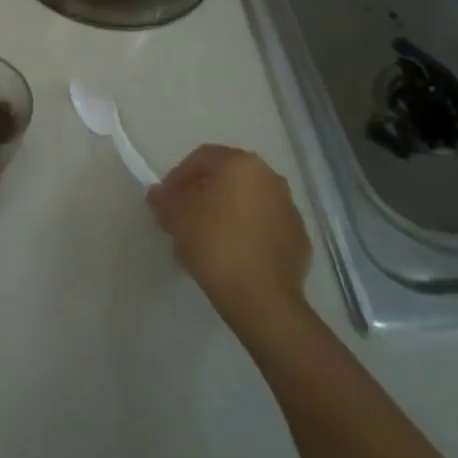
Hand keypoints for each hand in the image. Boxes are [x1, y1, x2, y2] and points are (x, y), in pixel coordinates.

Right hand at [149, 145, 311, 331]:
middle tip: (183, 217)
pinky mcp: (299, 238)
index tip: (165, 201)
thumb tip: (158, 194)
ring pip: (247, 202)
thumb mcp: (176, 218)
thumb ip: (164, 200)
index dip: (177, 177)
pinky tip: (232, 255)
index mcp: (241, 164)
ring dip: (225, 213)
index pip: (201, 158)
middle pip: (227, 178)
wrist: (262, 298)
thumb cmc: (215, 245)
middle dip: (202, 194)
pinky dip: (246, 232)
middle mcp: (270, 177)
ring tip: (206, 239)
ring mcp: (289, 208)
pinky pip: (264, 226)